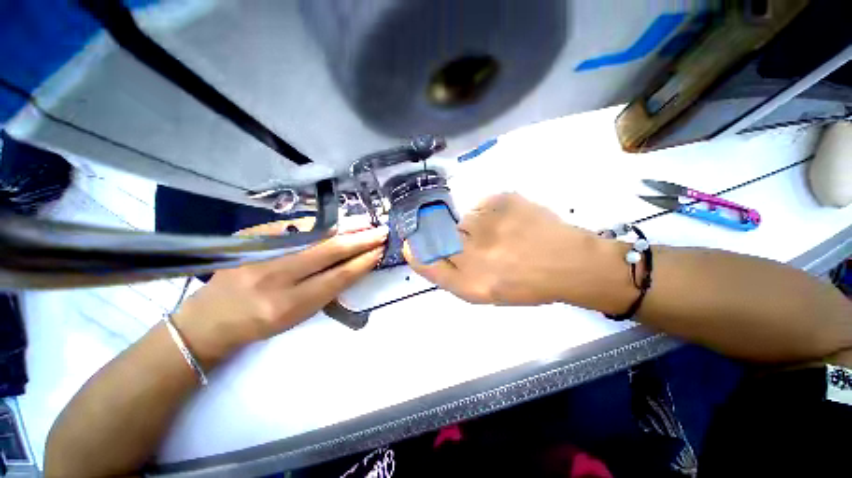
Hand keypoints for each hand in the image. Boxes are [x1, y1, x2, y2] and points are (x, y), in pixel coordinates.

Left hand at [172, 217, 387, 368]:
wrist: (212, 317)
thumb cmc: (263, 322)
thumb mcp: (300, 315)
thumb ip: (329, 288)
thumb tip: (358, 262)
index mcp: (290, 304)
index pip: (338, 276)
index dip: (363, 261)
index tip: (381, 249)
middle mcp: (276, 277)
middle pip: (330, 251)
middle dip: (361, 239)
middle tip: (381, 230)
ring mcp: (262, 252)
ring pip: (315, 234)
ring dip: (346, 227)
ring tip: (366, 222)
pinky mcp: (252, 237)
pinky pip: (296, 226)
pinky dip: (323, 222)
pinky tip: (338, 220)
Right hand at [404, 193, 633, 309]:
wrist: (570, 263)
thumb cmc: (526, 284)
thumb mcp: (484, 292)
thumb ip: (452, 274)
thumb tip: (426, 250)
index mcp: (470, 282)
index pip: (426, 261)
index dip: (416, 251)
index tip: (413, 244)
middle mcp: (473, 252)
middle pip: (442, 236)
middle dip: (456, 239)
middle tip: (484, 245)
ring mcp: (487, 222)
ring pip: (464, 219)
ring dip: (476, 227)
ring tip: (502, 236)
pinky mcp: (501, 199)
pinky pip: (482, 205)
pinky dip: (491, 213)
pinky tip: (511, 223)